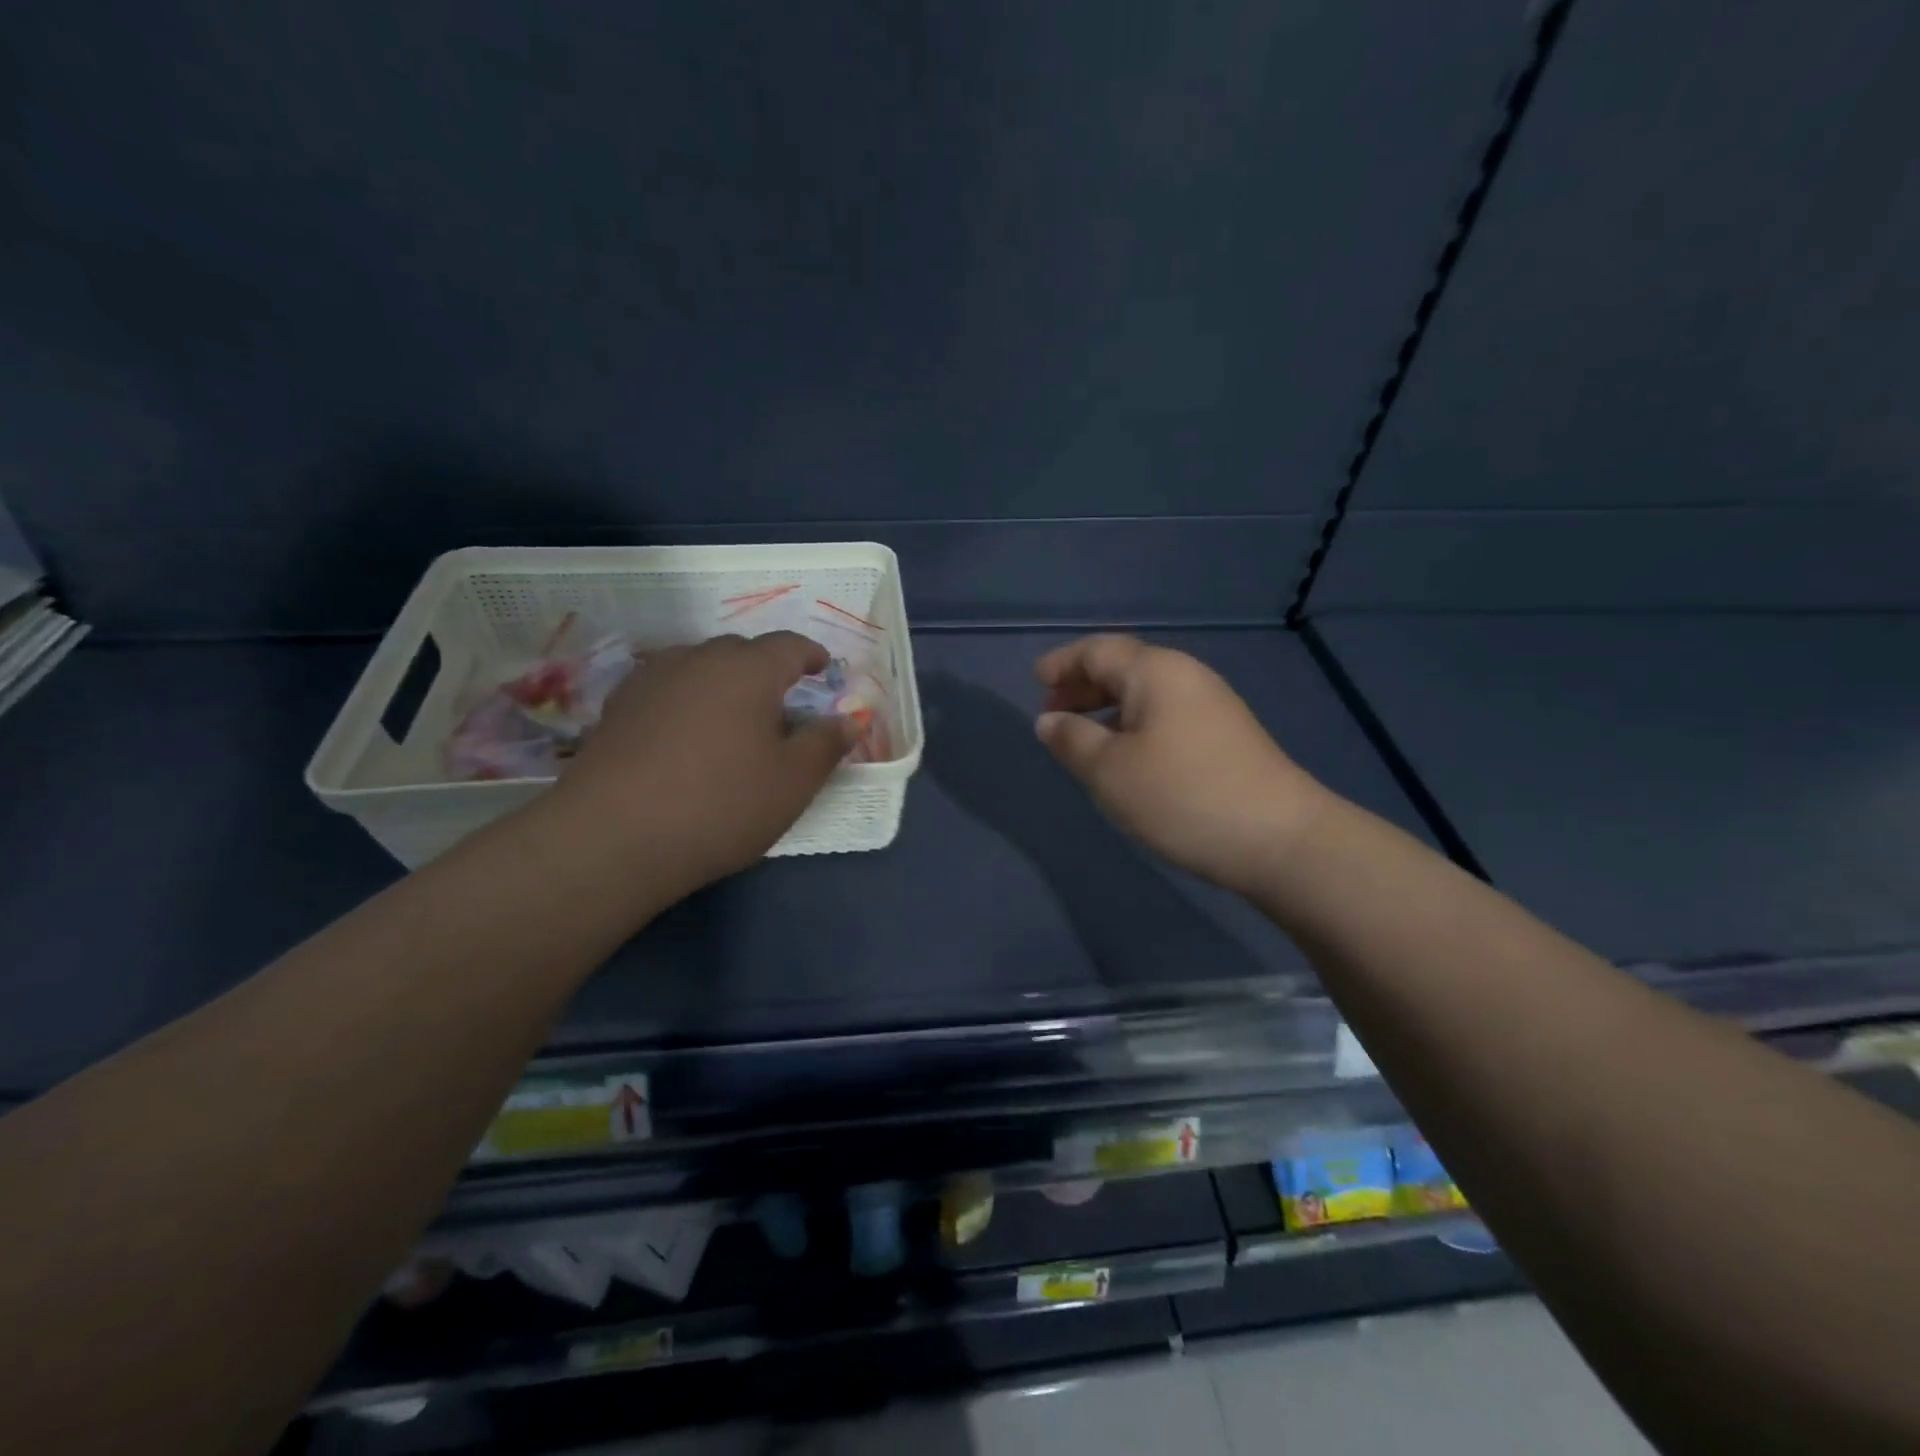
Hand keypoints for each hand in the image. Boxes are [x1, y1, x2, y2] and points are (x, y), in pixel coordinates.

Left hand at [540, 632, 853, 900]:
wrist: (615, 836)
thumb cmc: (723, 803)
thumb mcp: (794, 781)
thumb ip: (826, 744)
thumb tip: (849, 719)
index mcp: (749, 669)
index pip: (789, 646)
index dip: (811, 655)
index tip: (823, 669)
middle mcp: (698, 659)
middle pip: (742, 651)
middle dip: (767, 670)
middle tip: (781, 704)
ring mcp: (651, 679)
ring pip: (699, 667)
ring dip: (723, 683)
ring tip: (732, 719)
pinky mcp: (618, 707)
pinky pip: (667, 690)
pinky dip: (687, 701)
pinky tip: (686, 736)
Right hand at [1034, 635, 1326, 892]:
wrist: (1280, 839)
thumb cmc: (1181, 796)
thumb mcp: (1110, 770)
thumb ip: (1072, 740)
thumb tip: (1048, 720)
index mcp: (1156, 672)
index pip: (1098, 650)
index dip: (1063, 663)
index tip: (1035, 682)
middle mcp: (1186, 677)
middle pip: (1124, 667)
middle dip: (1083, 686)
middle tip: (1052, 713)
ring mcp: (1212, 706)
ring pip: (1146, 695)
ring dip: (1108, 709)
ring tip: (1082, 738)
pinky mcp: (1226, 737)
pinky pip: (1165, 716)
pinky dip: (1134, 726)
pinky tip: (1126, 757)